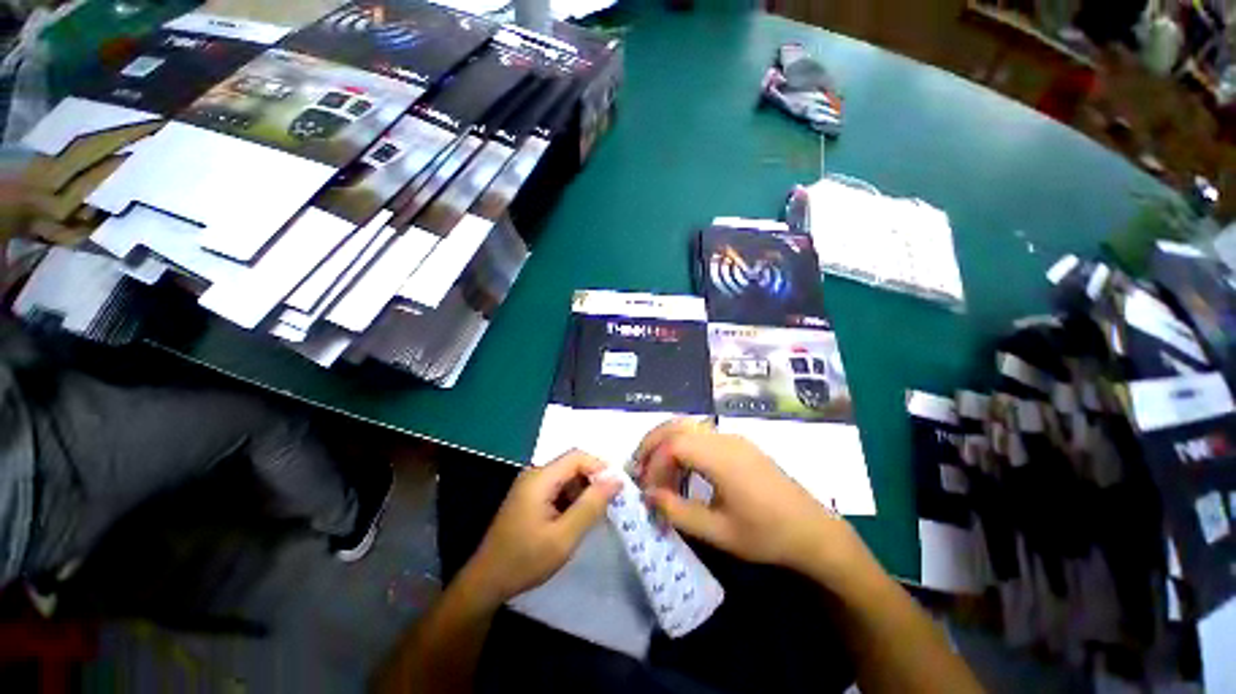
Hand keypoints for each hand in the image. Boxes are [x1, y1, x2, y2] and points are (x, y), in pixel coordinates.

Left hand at [463, 450, 620, 606]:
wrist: (486, 582)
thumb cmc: (525, 560)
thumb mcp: (564, 537)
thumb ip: (591, 505)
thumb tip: (616, 480)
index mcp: (540, 478)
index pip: (577, 457)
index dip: (600, 467)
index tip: (616, 489)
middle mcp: (534, 474)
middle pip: (572, 465)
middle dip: (592, 481)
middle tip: (607, 506)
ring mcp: (530, 485)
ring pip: (566, 477)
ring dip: (582, 492)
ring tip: (592, 517)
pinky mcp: (529, 496)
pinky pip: (557, 488)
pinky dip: (571, 499)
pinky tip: (575, 520)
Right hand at [635, 420, 867, 582]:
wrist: (814, 532)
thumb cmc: (767, 535)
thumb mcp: (719, 532)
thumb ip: (678, 511)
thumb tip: (648, 495)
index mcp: (722, 457)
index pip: (673, 445)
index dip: (653, 464)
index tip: (646, 490)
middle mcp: (725, 438)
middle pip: (677, 426)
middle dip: (651, 444)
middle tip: (637, 469)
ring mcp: (733, 438)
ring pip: (687, 426)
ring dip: (665, 442)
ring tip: (653, 467)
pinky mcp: (738, 444)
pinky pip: (700, 434)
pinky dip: (681, 444)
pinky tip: (679, 466)